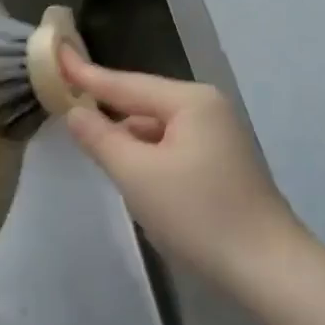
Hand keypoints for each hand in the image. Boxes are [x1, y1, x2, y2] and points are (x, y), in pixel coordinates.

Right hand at [60, 48, 297, 276]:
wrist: (268, 270)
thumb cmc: (197, 214)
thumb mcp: (135, 173)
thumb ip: (99, 137)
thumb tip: (75, 111)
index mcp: (190, 102)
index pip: (124, 83)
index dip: (85, 74)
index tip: (55, 54)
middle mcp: (207, 109)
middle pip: (141, 102)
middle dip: (106, 107)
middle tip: (64, 100)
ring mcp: (218, 136)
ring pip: (155, 127)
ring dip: (126, 137)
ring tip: (91, 144)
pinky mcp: (221, 163)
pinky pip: (170, 145)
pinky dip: (146, 154)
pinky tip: (130, 171)